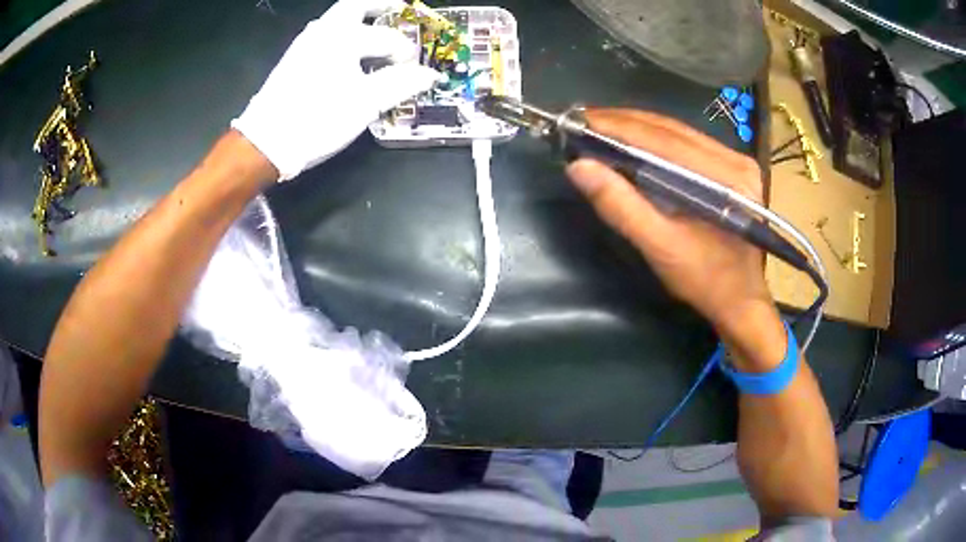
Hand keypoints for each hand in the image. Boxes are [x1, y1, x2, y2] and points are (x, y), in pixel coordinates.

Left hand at [232, 0, 439, 180]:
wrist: (266, 143)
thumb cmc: (318, 119)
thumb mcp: (366, 103)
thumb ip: (401, 84)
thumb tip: (429, 75)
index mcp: (343, 37)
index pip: (387, 38)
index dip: (406, 52)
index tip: (415, 68)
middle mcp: (322, 32)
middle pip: (355, 6)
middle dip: (380, 5)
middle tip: (399, 9)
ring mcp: (304, 45)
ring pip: (337, 20)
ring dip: (361, 19)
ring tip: (379, 30)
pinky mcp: (293, 61)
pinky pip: (325, 35)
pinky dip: (344, 34)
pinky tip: (350, 53)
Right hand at [566, 109, 772, 332]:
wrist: (739, 298)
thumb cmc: (704, 280)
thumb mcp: (660, 247)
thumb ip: (621, 207)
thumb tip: (579, 167)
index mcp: (725, 180)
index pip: (665, 140)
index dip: (620, 127)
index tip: (580, 121)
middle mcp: (735, 160)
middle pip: (671, 129)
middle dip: (625, 122)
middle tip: (583, 121)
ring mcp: (736, 160)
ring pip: (678, 132)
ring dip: (637, 127)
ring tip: (600, 127)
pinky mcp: (732, 166)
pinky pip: (687, 142)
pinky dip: (655, 138)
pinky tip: (631, 139)